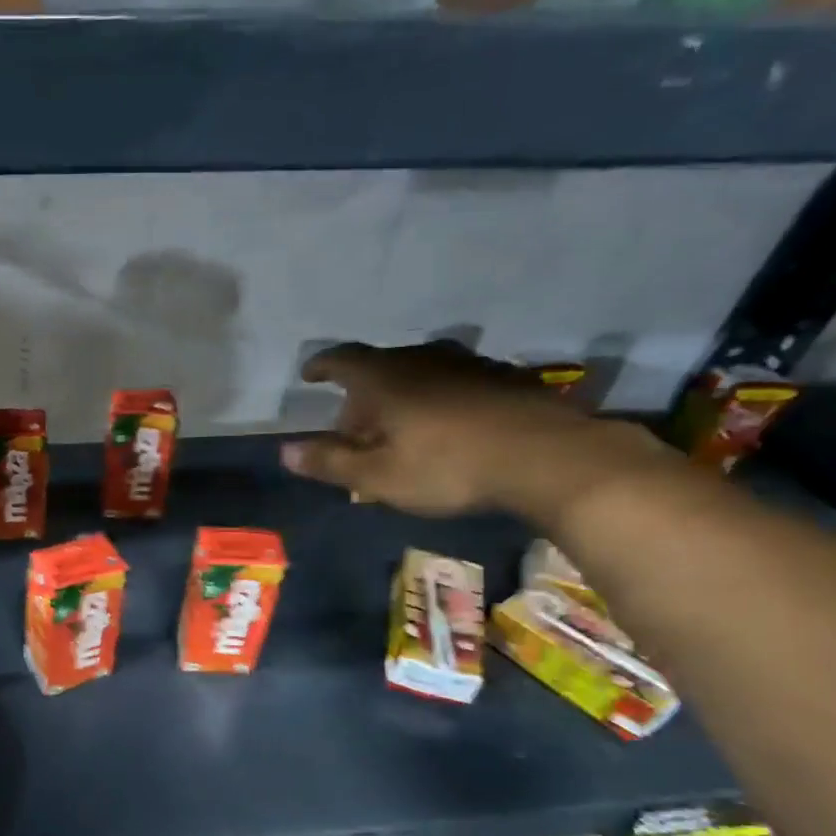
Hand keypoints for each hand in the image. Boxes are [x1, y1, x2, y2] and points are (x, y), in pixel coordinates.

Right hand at [279, 341, 655, 518]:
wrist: (549, 457)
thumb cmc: (448, 466)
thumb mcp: (378, 476)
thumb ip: (330, 461)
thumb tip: (286, 451)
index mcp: (385, 378)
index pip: (342, 360)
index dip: (321, 366)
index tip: (309, 375)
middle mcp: (423, 360)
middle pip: (379, 369)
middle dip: (360, 396)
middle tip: (353, 428)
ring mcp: (468, 365)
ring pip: (418, 375)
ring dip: (399, 398)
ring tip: (397, 431)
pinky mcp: (503, 379)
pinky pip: (452, 384)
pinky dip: (435, 401)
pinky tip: (444, 429)